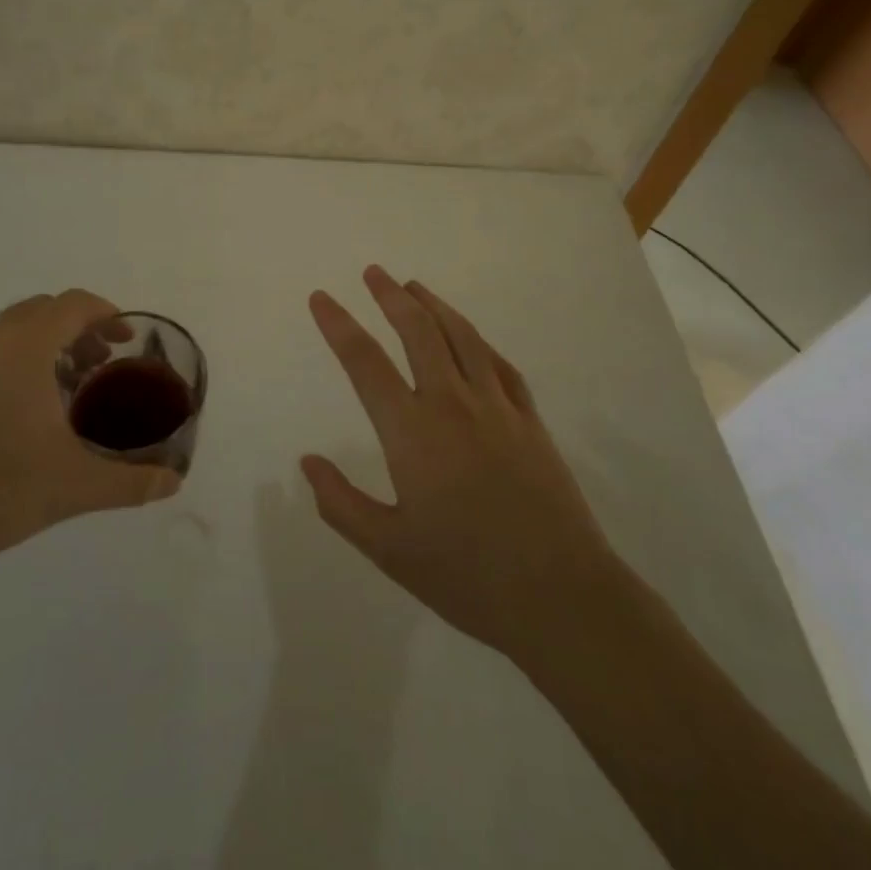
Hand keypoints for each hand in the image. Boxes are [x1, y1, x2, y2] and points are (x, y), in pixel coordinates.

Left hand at [0, 290, 180, 593]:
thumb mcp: (74, 487)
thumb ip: (131, 482)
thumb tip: (174, 483)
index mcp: (23, 347)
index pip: (73, 305)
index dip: (105, 315)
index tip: (123, 341)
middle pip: (39, 312)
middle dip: (74, 331)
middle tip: (95, 368)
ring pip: (2, 336)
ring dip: (36, 350)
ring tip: (53, 395)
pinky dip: (0, 370)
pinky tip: (2, 421)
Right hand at [301, 266, 617, 662]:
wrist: (562, 598)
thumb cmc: (467, 576)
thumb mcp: (389, 551)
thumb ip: (341, 504)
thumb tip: (308, 461)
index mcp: (412, 432)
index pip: (364, 363)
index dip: (338, 325)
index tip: (320, 298)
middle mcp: (452, 404)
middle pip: (418, 332)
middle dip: (390, 297)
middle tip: (373, 272)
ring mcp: (497, 408)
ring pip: (461, 337)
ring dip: (434, 305)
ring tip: (413, 286)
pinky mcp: (530, 420)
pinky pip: (499, 364)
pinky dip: (477, 340)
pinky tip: (469, 337)